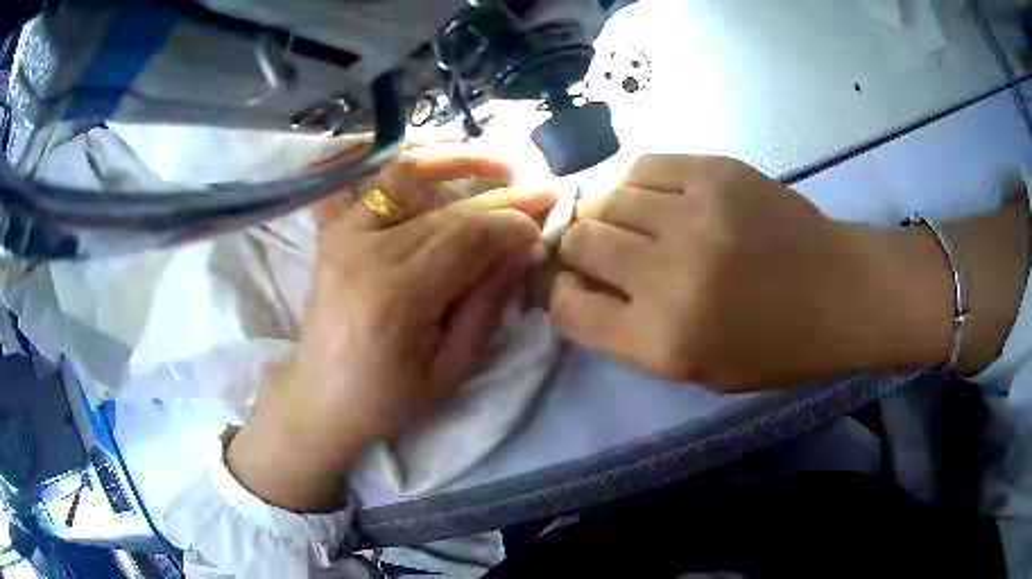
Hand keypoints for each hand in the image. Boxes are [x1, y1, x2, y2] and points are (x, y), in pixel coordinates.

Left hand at [228, 153, 555, 510]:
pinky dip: (406, 168)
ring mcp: (343, 236)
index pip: (468, 237)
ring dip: (455, 159)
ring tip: (497, 162)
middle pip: (446, 209)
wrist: (320, 399)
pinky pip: (371, 184)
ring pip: (406, 177)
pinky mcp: (334, 233)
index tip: (543, 226)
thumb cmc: (386, 400)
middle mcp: (364, 254)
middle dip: (503, 196)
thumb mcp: (450, 369)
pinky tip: (436, 163)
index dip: (513, 224)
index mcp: (395, 298)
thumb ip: (488, 303)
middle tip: (543, 189)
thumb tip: (524, 248)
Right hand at [551, 155, 1028, 391]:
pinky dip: (635, 181)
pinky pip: (644, 164)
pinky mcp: (717, 171)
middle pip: (579, 241)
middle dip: (577, 247)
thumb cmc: (776, 347)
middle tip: (598, 249)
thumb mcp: (699, 372)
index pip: (569, 308)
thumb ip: (631, 335)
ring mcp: (695, 215)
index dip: (559, 294)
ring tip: (628, 220)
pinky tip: (652, 195)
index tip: (572, 286)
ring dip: (605, 210)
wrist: (841, 291)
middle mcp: (670, 277)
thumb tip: (581, 286)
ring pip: (606, 197)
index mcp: (664, 342)